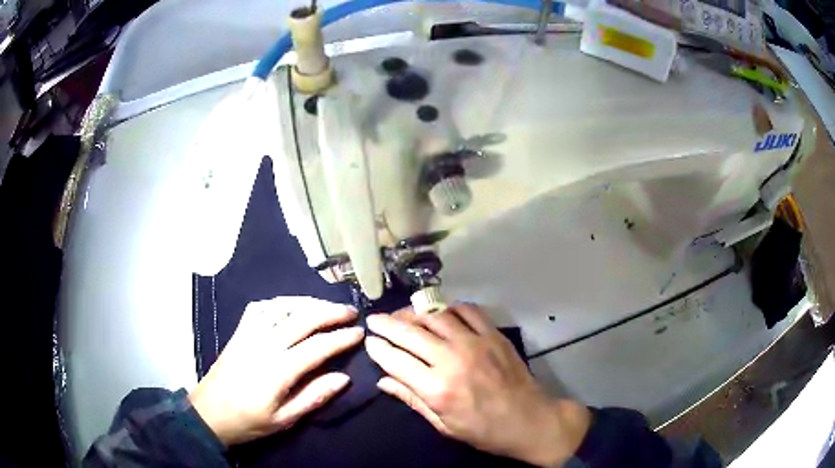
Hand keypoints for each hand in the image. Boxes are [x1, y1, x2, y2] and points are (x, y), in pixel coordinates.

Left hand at [188, 296, 362, 445]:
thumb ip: (313, 397)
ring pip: (282, 307)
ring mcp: (249, 334)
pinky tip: (290, 306)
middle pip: (302, 319)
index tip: (360, 333)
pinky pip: (260, 307)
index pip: (317, 347)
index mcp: (277, 370)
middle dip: (330, 312)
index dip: (341, 338)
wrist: (208, 413)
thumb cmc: (248, 421)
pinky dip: (279, 302)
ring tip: (326, 306)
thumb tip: (343, 378)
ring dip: (308, 302)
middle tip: (351, 312)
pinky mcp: (238, 332)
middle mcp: (264, 345)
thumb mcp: (284, 420)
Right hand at [365, 304, 590, 466]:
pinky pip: (467, 311)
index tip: (368, 341)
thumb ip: (412, 400)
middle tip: (374, 319)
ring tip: (401, 314)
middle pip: (410, 333)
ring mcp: (475, 343)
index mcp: (437, 388)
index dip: (377, 348)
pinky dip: (448, 308)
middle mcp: (452, 360)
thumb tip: (382, 381)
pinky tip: (439, 312)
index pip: (395, 360)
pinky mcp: (493, 335)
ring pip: (435, 317)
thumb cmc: (484, 431)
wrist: (530, 421)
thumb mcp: (443, 425)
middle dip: (386, 324)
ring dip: (413, 313)